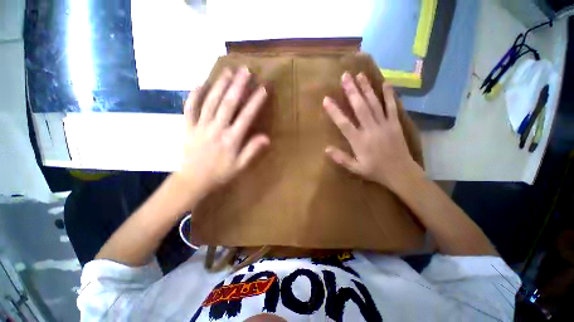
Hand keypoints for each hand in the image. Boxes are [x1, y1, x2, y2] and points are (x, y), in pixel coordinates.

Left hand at [176, 66, 268, 199]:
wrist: (193, 181)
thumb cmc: (220, 174)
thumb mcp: (240, 166)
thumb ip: (252, 150)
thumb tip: (266, 137)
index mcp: (231, 140)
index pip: (246, 116)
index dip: (255, 102)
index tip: (263, 89)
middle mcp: (217, 129)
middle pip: (228, 104)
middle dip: (238, 86)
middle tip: (245, 70)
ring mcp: (200, 126)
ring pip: (210, 102)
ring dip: (220, 85)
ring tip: (228, 71)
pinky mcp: (188, 127)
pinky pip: (189, 108)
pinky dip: (194, 95)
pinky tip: (200, 83)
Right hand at [323, 72, 422, 189]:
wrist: (401, 173)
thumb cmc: (375, 171)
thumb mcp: (355, 168)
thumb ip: (341, 158)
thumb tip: (326, 148)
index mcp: (359, 141)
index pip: (344, 123)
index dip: (334, 111)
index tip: (326, 99)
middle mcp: (371, 129)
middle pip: (360, 107)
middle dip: (352, 91)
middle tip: (345, 76)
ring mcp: (384, 125)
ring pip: (374, 104)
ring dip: (366, 88)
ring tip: (360, 75)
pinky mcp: (395, 124)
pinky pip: (392, 107)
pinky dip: (389, 95)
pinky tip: (385, 83)